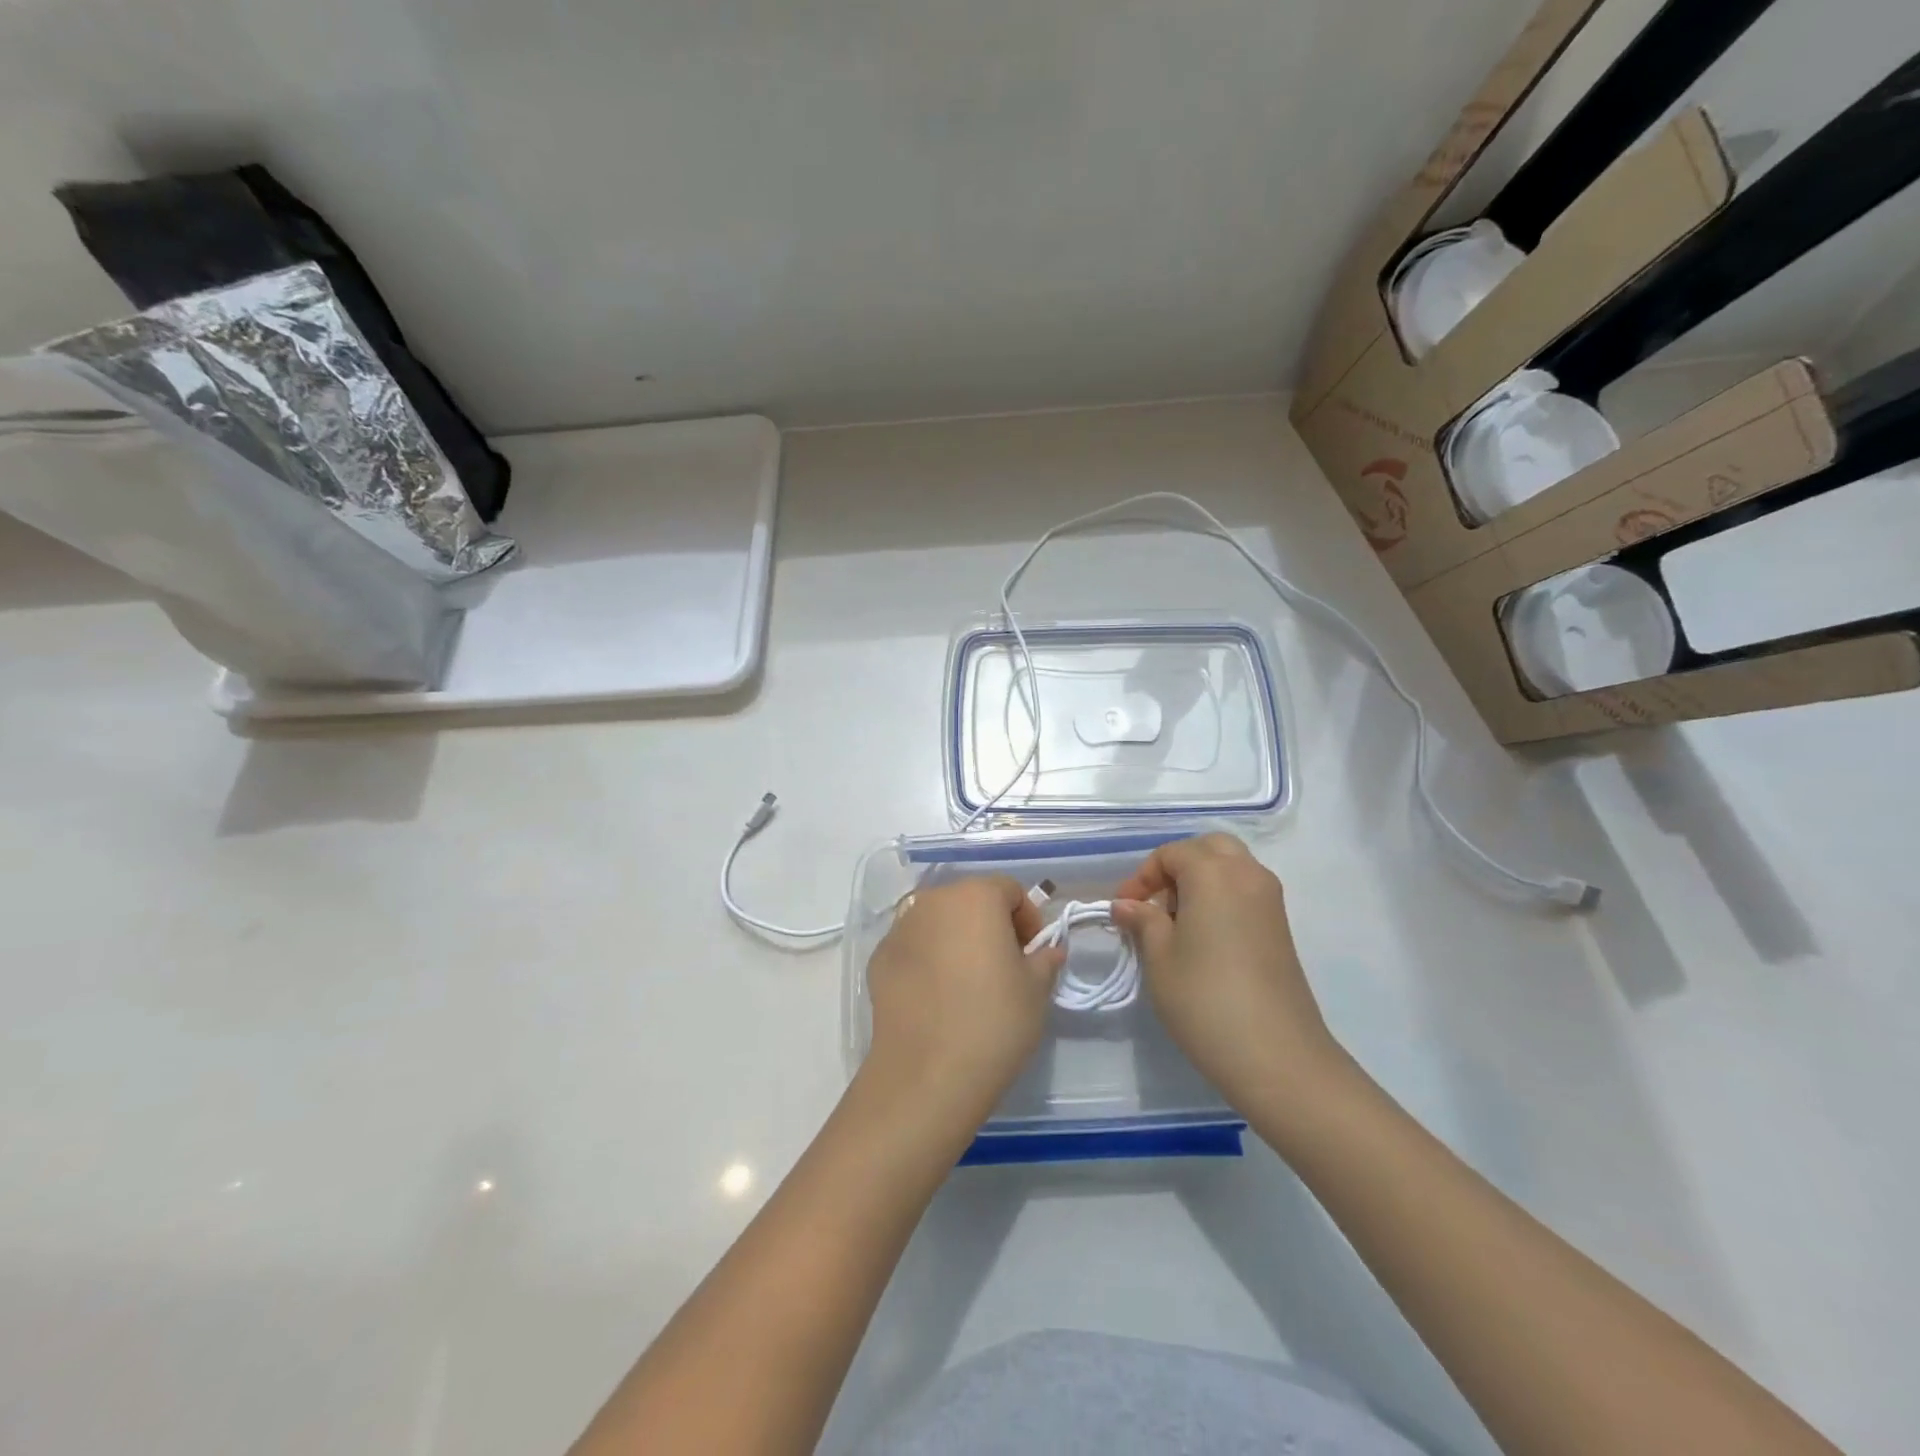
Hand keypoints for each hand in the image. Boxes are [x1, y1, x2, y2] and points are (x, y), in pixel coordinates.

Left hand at [862, 876, 1064, 1126]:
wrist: (927, 1074)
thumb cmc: (993, 1021)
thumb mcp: (1036, 990)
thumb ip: (1045, 958)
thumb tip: (1047, 950)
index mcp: (975, 897)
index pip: (1009, 890)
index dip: (1027, 918)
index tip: (1033, 953)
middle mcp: (932, 901)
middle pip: (970, 900)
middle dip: (990, 924)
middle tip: (1004, 966)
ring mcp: (900, 929)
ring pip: (938, 922)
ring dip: (957, 939)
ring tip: (968, 983)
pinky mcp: (878, 959)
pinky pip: (913, 948)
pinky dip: (928, 960)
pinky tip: (937, 998)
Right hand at [1112, 835, 1348, 1112]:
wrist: (1277, 1056)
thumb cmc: (1205, 999)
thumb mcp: (1159, 958)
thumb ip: (1143, 921)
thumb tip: (1126, 905)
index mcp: (1214, 874)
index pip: (1172, 853)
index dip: (1142, 877)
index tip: (1124, 910)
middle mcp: (1248, 875)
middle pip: (1209, 848)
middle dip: (1177, 867)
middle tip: (1154, 903)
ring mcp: (1271, 901)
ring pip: (1231, 867)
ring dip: (1201, 881)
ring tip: (1176, 923)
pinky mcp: (1281, 927)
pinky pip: (1245, 891)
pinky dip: (1221, 898)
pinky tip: (1203, 938)